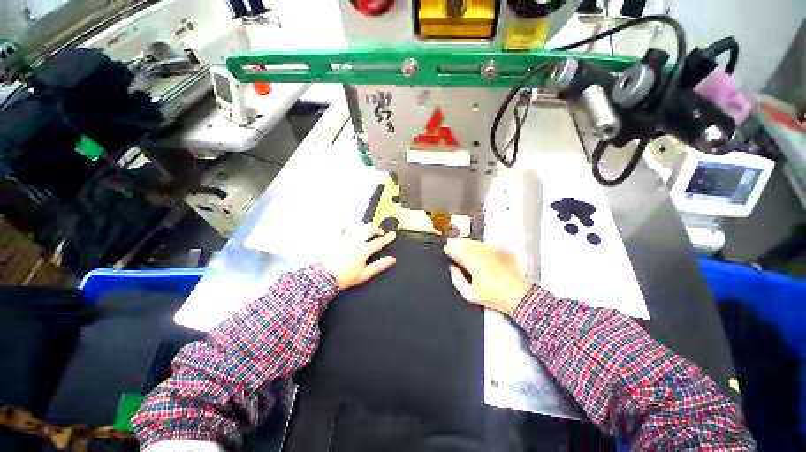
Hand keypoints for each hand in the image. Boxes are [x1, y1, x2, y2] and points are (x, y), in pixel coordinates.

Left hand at [322, 224, 396, 290]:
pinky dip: (350, 228)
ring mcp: (345, 238)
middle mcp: (355, 241)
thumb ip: (380, 265)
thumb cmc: (344, 277)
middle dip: (377, 229)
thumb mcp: (365, 274)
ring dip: (365, 227)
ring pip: (358, 225)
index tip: (392, 235)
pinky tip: (351, 231)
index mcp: (363, 250)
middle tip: (380, 233)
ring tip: (367, 231)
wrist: (324, 278)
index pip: (380, 241)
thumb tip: (391, 260)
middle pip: (370, 228)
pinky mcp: (336, 238)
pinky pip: (344, 228)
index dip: (388, 237)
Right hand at [444, 239, 531, 315]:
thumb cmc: (496, 297)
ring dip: (468, 243)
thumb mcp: (470, 294)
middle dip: (457, 243)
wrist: (519, 296)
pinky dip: (481, 246)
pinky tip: (479, 250)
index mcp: (473, 263)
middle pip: (466, 243)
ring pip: (476, 242)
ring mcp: (494, 251)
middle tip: (452, 243)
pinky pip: (488, 245)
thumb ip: (457, 280)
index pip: (457, 251)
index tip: (447, 249)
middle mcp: (483, 254)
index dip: (450, 249)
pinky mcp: (503, 251)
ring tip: (463, 245)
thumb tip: (452, 269)